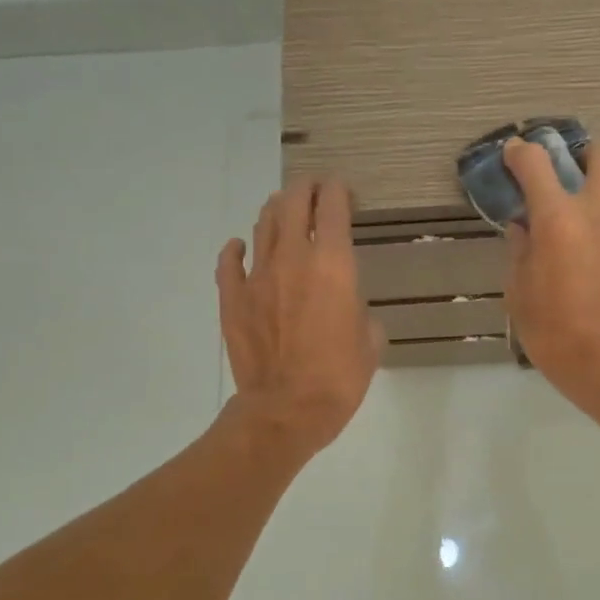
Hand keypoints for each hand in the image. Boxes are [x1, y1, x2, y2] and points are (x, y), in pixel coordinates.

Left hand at [218, 178, 381, 458]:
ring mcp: (257, 277)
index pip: (333, 207)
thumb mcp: (370, 342)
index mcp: (333, 264)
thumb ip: (362, 313)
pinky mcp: (232, 299)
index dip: (338, 190)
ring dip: (274, 212)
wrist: (287, 409)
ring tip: (282, 210)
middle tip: (313, 190)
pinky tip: (240, 246)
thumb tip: (350, 310)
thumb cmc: (339, 377)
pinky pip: (229, 263)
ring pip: (262, 226)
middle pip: (293, 204)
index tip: (342, 190)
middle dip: (305, 190)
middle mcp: (293, 258)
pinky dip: (236, 249)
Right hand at [502, 138, 599, 411]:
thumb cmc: (552, 330)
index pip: (536, 163)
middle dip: (586, 155)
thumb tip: (522, 229)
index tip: (512, 156)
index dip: (520, 153)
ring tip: (582, 223)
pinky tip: (595, 255)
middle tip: (567, 177)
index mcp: (557, 219)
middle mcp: (596, 213)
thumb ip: (519, 251)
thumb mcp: (518, 292)